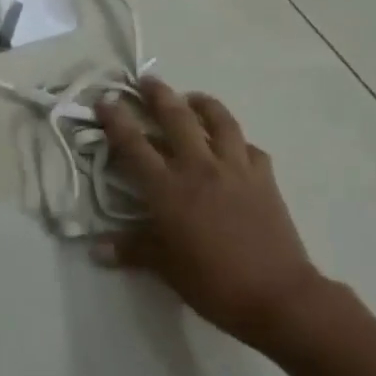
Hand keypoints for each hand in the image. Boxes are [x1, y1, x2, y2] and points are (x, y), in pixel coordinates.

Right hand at [92, 77, 328, 350]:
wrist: (278, 295)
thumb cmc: (214, 283)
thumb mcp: (166, 268)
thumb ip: (132, 250)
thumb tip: (96, 249)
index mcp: (168, 188)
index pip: (134, 144)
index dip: (117, 119)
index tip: (105, 99)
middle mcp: (199, 167)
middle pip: (176, 118)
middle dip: (158, 95)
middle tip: (147, 81)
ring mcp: (235, 168)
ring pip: (219, 121)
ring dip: (203, 104)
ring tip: (193, 98)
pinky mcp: (264, 178)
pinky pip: (250, 148)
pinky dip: (239, 141)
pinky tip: (235, 145)